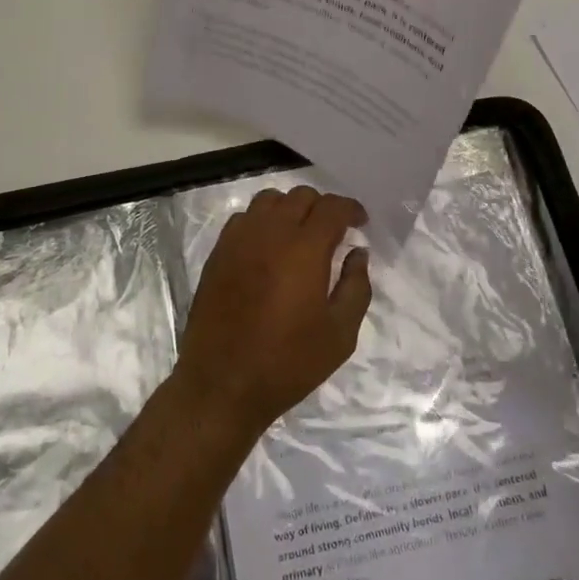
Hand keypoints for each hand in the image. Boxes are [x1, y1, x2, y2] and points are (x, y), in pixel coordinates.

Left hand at [174, 186, 371, 435]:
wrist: (223, 383)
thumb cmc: (288, 362)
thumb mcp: (340, 334)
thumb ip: (356, 287)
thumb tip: (358, 253)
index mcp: (305, 248)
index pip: (332, 207)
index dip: (350, 209)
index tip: (360, 222)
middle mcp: (271, 232)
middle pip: (301, 196)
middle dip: (323, 208)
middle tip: (333, 232)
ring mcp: (239, 239)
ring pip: (269, 200)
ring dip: (290, 208)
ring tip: (299, 233)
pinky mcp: (218, 252)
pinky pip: (243, 218)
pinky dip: (261, 221)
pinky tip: (267, 246)